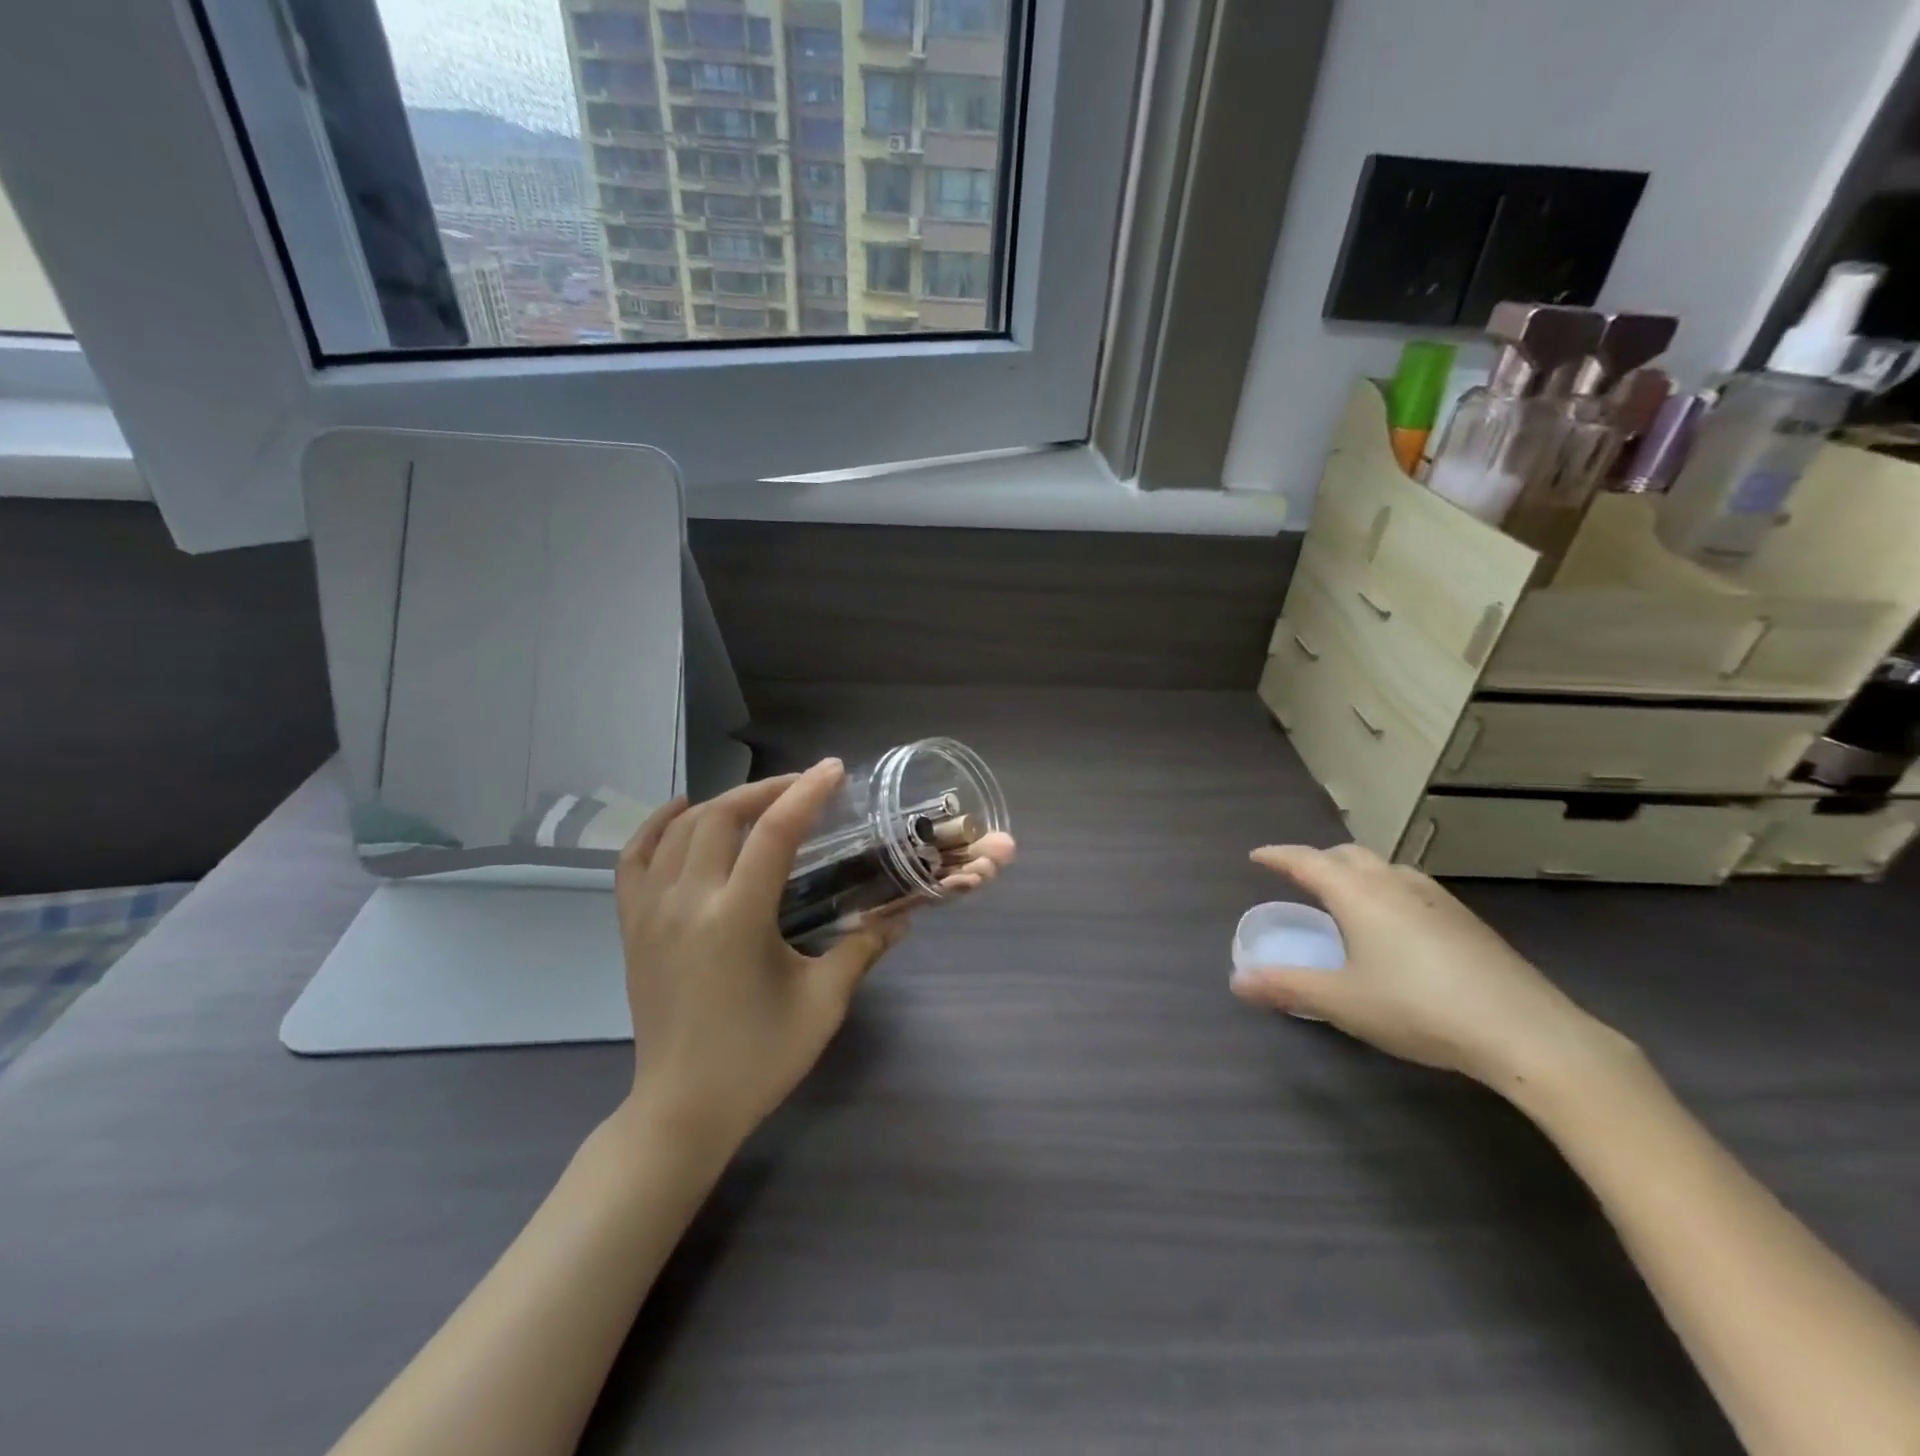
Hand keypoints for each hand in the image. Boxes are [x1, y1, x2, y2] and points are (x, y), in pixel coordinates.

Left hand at [614, 760, 906, 1148]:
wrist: (681, 1109)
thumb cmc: (758, 1059)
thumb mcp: (823, 1003)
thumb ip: (862, 949)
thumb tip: (902, 915)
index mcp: (737, 918)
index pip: (774, 833)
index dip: (807, 794)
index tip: (834, 769)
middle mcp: (687, 902)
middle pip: (722, 816)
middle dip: (766, 789)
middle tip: (803, 785)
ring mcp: (651, 911)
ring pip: (681, 829)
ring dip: (723, 802)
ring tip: (759, 799)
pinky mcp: (632, 927)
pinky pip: (634, 859)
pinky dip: (656, 825)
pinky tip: (680, 810)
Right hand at [1231, 843, 1631, 1094]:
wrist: (1526, 1031)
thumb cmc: (1418, 1008)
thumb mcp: (1342, 1002)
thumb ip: (1286, 987)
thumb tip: (1236, 981)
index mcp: (1357, 893)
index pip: (1306, 860)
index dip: (1277, 856)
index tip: (1257, 856)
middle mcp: (1393, 883)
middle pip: (1346, 855)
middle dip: (1317, 860)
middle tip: (1298, 878)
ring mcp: (1435, 898)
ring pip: (1383, 867)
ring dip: (1355, 871)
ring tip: (1345, 896)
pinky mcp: (1465, 919)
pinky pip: (1410, 886)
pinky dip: (1386, 889)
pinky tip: (1396, 923)